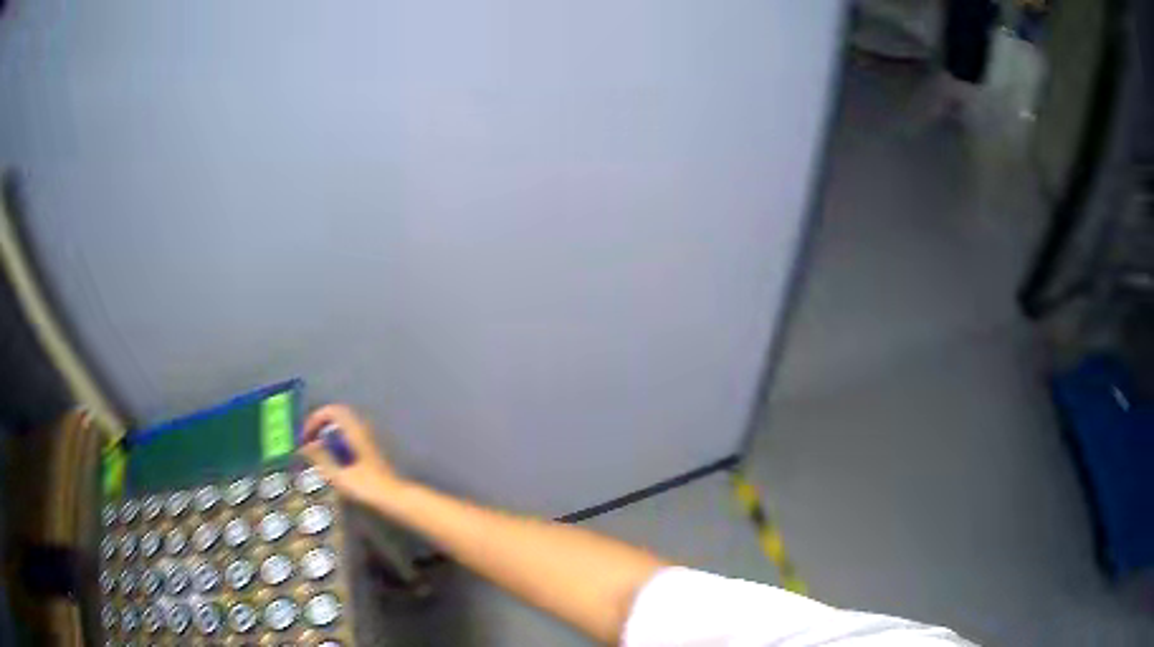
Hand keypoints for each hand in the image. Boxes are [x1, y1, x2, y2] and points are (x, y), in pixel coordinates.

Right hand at [299, 404, 404, 505]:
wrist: (396, 499)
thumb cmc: (368, 487)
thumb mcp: (339, 475)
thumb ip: (321, 458)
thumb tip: (305, 446)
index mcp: (355, 431)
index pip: (334, 410)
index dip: (316, 418)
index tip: (305, 434)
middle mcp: (363, 431)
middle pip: (338, 416)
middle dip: (320, 424)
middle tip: (308, 440)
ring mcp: (369, 440)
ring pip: (344, 427)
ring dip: (328, 434)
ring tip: (316, 450)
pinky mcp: (371, 452)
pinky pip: (349, 438)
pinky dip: (337, 442)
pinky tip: (332, 460)